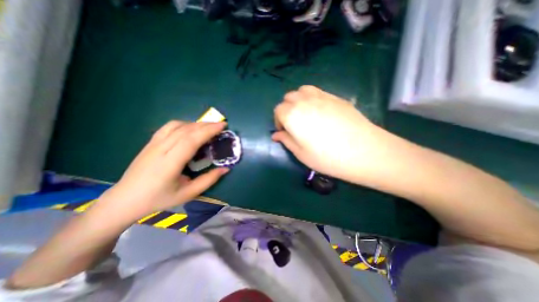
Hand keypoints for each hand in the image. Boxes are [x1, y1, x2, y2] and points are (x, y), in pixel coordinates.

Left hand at [95, 120, 227, 221]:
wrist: (125, 199)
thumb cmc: (159, 199)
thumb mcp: (188, 193)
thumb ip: (208, 180)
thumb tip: (226, 169)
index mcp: (170, 163)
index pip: (191, 140)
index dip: (208, 131)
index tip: (223, 126)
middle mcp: (160, 149)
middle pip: (186, 130)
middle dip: (206, 125)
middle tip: (221, 125)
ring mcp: (153, 144)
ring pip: (177, 125)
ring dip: (195, 123)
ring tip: (208, 127)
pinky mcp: (150, 142)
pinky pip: (168, 127)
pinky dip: (183, 124)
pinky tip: (190, 129)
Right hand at [274, 85, 391, 183]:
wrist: (364, 152)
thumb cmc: (327, 157)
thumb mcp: (300, 153)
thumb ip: (286, 140)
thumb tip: (276, 135)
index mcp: (292, 115)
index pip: (278, 110)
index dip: (278, 121)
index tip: (284, 132)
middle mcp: (304, 101)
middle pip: (288, 98)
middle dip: (286, 110)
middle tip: (293, 124)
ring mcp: (321, 97)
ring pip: (302, 91)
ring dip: (298, 100)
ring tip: (304, 114)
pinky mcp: (336, 97)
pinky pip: (317, 92)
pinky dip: (312, 98)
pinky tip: (319, 112)